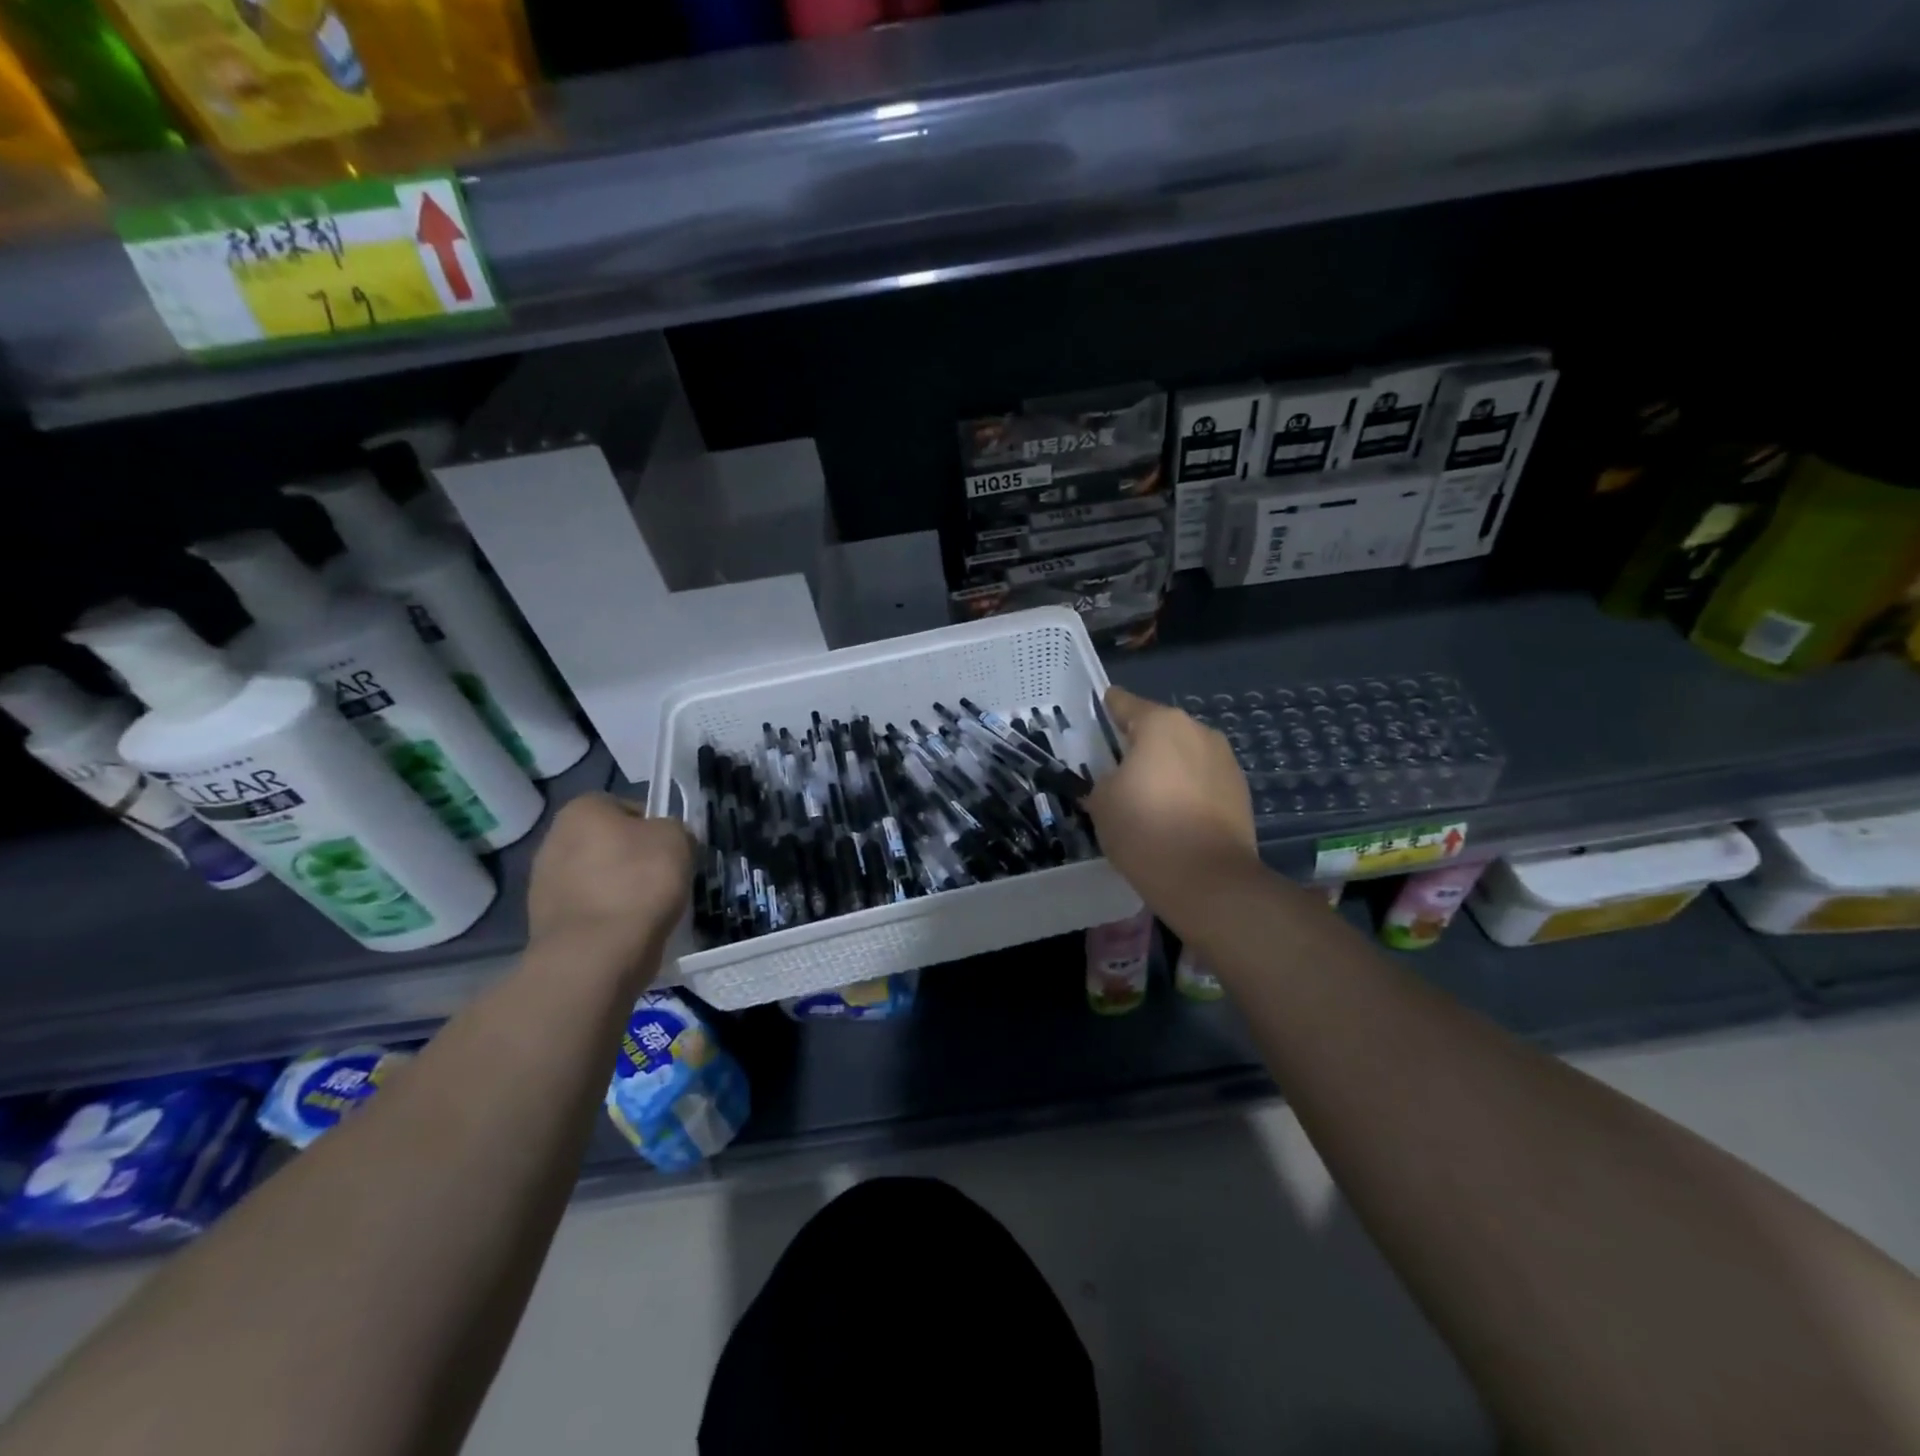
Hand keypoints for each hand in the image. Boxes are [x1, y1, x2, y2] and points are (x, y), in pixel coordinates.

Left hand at [528, 795, 692, 980]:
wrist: (597, 953)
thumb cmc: (639, 883)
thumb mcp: (678, 839)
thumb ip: (673, 829)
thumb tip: (666, 840)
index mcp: (582, 810)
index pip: (626, 806)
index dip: (653, 826)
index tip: (670, 849)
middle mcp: (553, 839)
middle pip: (608, 843)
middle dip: (633, 858)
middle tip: (662, 878)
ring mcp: (543, 883)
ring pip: (597, 877)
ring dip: (619, 889)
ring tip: (648, 909)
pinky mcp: (544, 922)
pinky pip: (588, 909)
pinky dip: (607, 916)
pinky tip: (628, 930)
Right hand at [1084, 686, 1258, 907]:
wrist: (1206, 878)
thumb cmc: (1144, 828)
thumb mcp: (1101, 801)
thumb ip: (1104, 779)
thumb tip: (1117, 781)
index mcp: (1161, 724)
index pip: (1125, 704)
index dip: (1108, 708)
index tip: (1100, 710)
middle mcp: (1198, 732)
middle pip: (1160, 729)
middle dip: (1141, 744)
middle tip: (1118, 767)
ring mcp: (1226, 761)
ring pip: (1185, 755)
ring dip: (1168, 767)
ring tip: (1149, 796)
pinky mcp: (1241, 792)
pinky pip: (1203, 781)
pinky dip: (1188, 790)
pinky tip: (1175, 815)